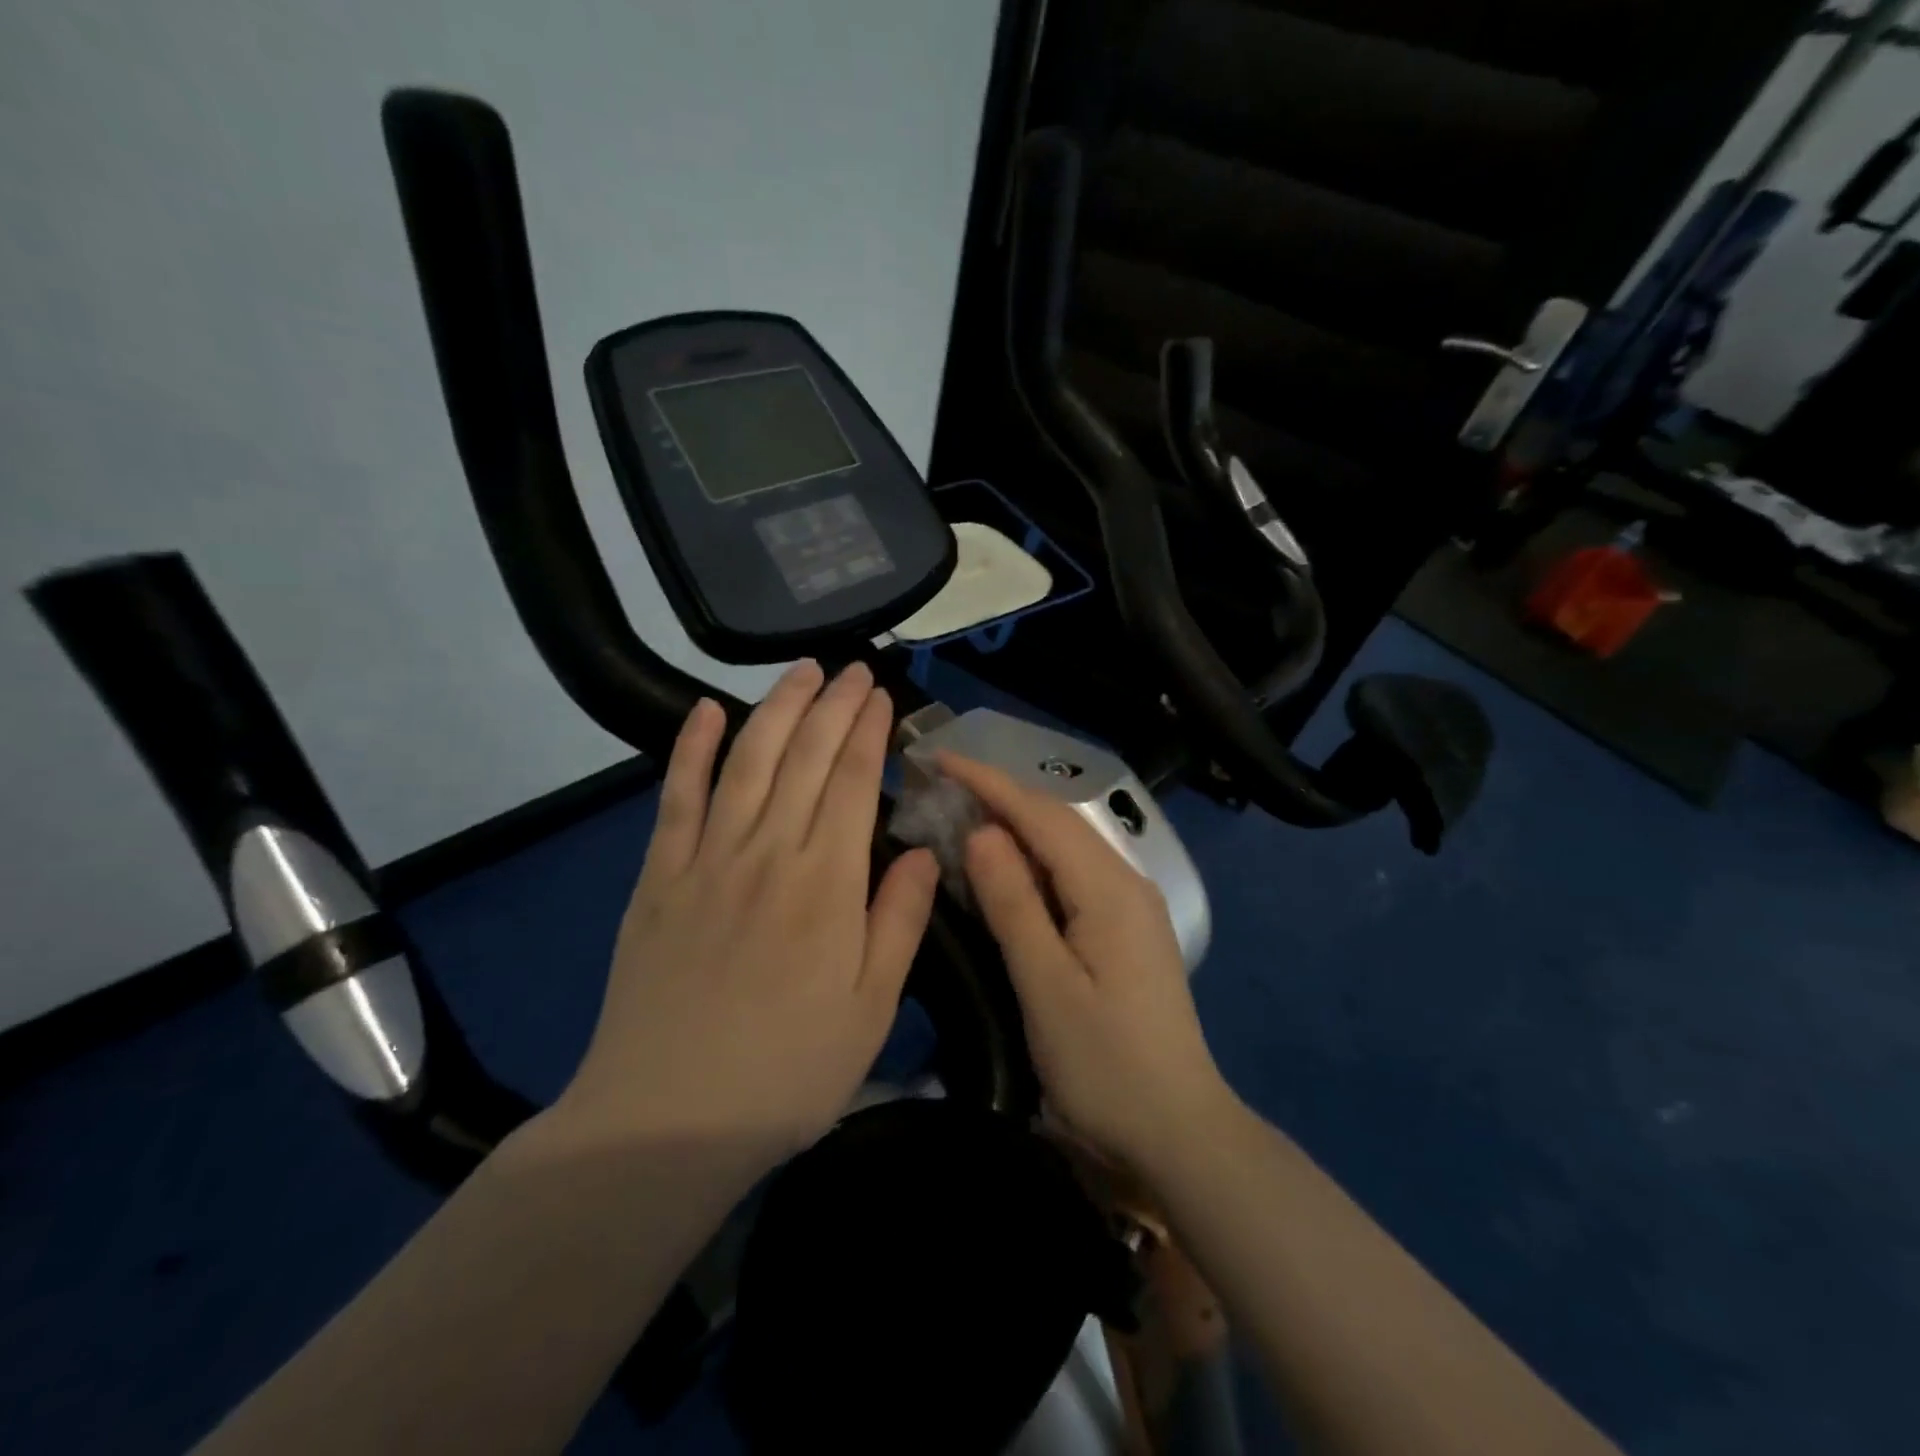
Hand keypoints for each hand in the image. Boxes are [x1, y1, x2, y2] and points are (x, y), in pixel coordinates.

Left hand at [558, 661, 939, 1164]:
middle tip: (853, 668)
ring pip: (748, 761)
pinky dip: (689, 749)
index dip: (869, 732)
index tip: (881, 695)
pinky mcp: (659, 877)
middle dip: (833, 705)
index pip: (854, 782)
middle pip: (806, 757)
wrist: (666, 1121)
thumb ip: (900, 921)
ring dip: (776, 709)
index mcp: (827, 884)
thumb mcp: (872, 1009)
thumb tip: (925, 853)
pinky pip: (676, 797)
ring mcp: (707, 859)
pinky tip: (704, 711)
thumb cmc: (787, 1071)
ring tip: (800, 672)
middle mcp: (769, 853)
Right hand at [939, 754, 1234, 1176]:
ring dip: (1016, 826)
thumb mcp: (1046, 986)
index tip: (939, 758)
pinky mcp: (1126, 931)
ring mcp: (1131, 907)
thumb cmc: (1104, 1066)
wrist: (1177, 1132)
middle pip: (1057, 822)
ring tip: (963, 816)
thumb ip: (1014, 904)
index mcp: (1108, 888)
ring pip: (1066, 847)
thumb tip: (982, 832)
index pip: (1041, 815)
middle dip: (1000, 797)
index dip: (988, 782)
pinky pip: (1073, 875)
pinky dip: (1034, 861)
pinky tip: (1007, 870)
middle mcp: (1125, 883)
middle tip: (941, 788)